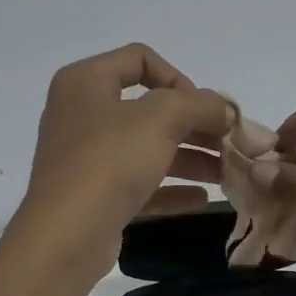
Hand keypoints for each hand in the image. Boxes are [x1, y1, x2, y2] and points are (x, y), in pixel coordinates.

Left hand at [11, 44, 231, 283]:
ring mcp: (86, 159)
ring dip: (189, 158)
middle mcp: (81, 115)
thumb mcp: (162, 118)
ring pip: (146, 149)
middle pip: (148, 109)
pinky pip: (138, 185)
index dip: (179, 78)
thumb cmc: (109, 162)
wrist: (66, 235)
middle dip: (193, 125)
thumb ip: (199, 105)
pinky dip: (170, 189)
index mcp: (85, 82)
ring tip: (226, 173)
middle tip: (230, 142)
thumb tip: (224, 109)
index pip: (139, 59)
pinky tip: (201, 199)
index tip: (204, 108)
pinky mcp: (94, 197)